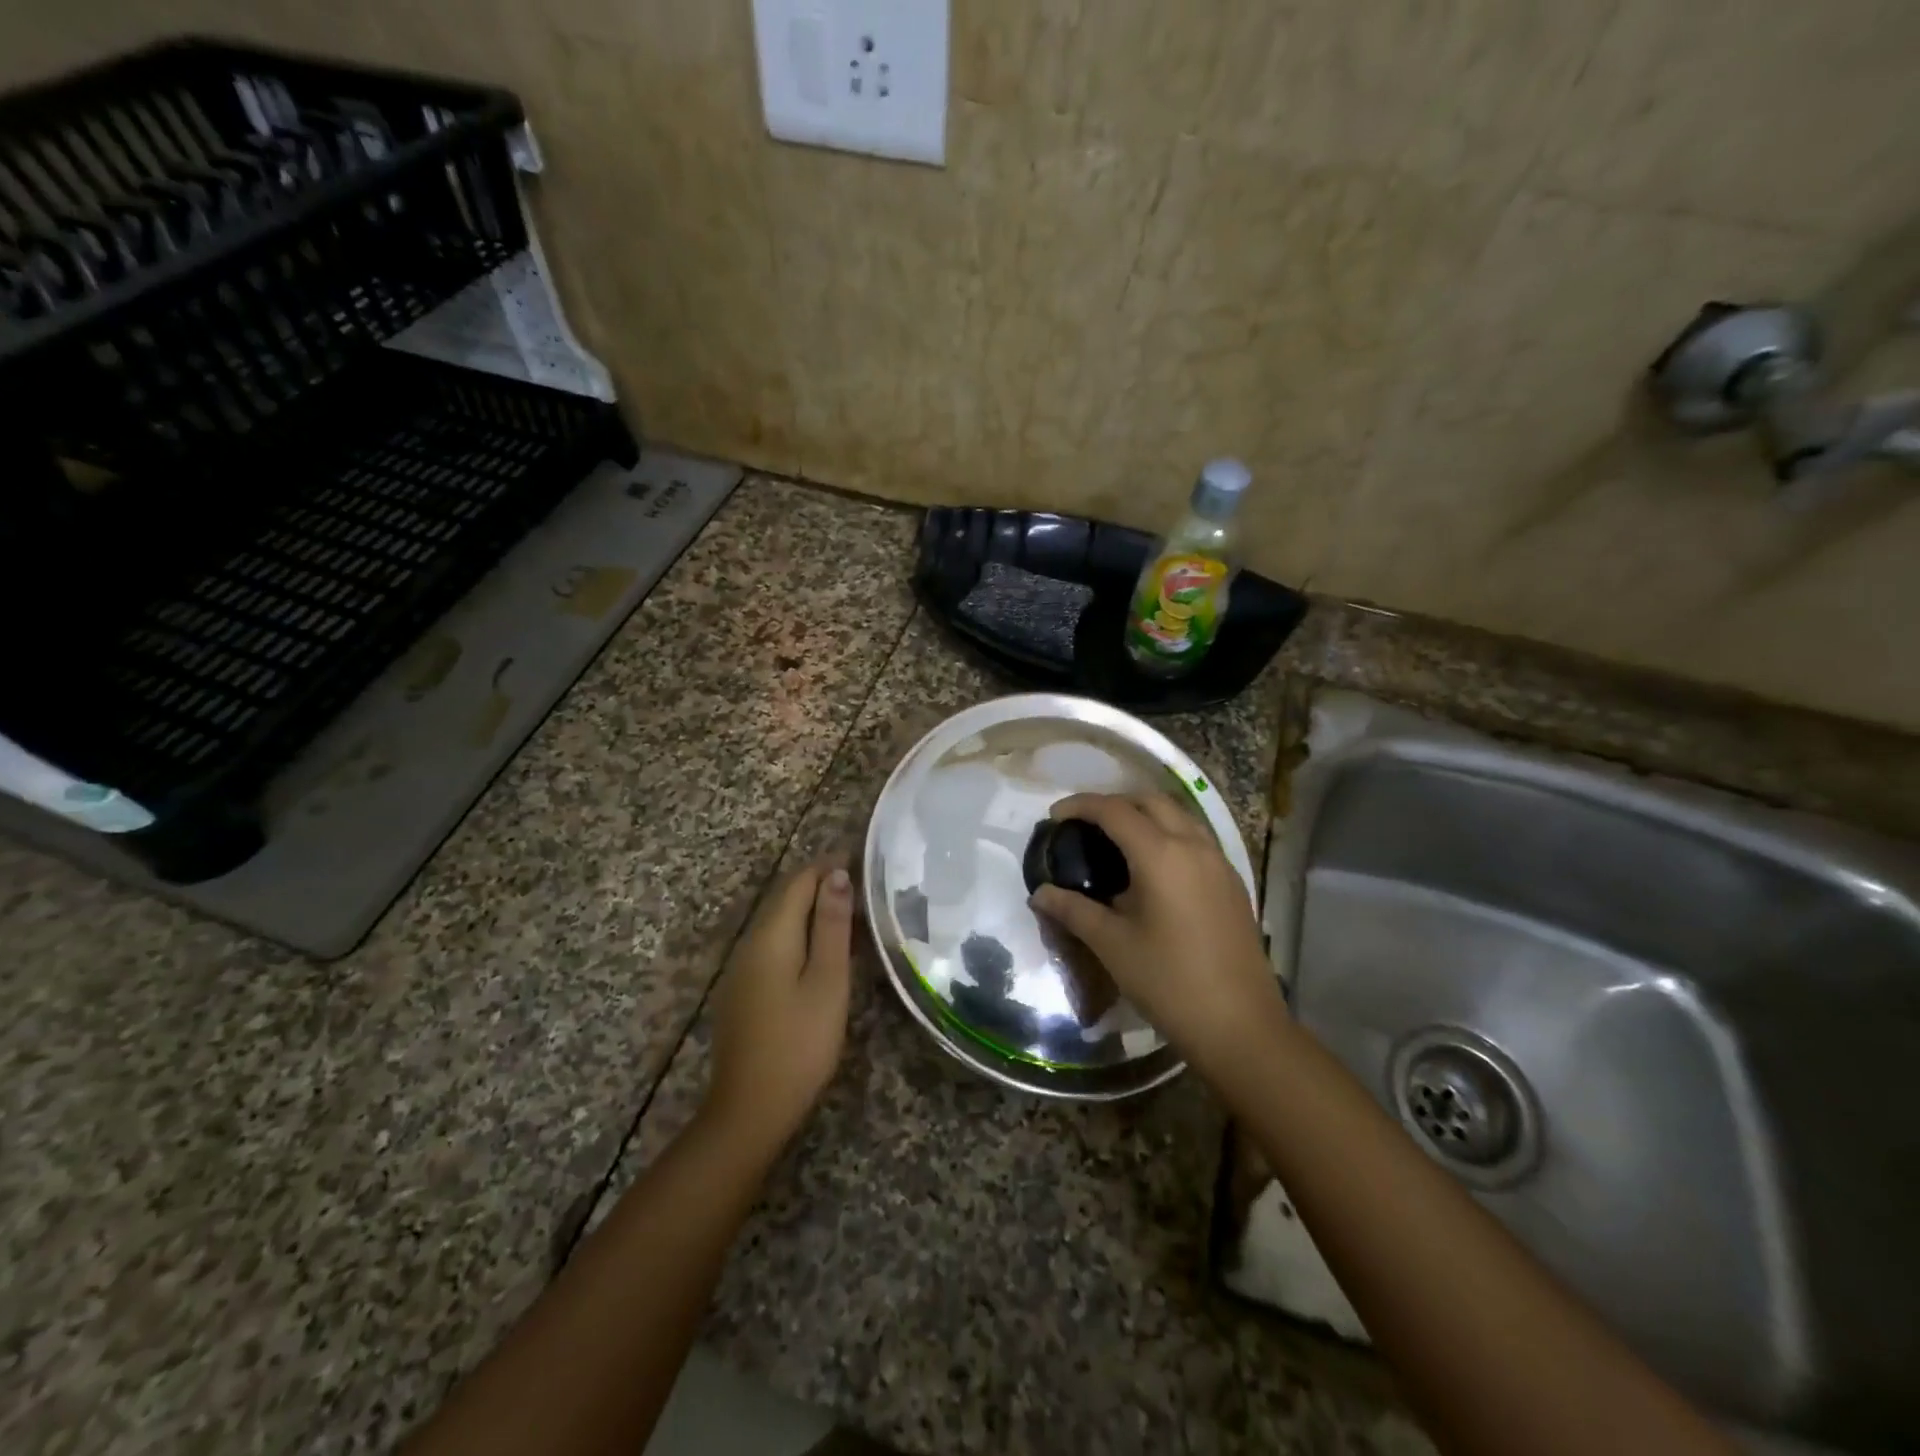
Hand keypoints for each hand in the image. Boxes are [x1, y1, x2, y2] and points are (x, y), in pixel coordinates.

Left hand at [705, 858, 853, 1154]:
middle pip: (785, 898)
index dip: (829, 865)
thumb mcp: (827, 982)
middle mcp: (751, 943)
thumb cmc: (799, 1043)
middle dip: (821, 883)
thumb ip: (832, 926)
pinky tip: (824, 950)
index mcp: (771, 935)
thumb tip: (836, 874)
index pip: (799, 881)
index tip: (863, 859)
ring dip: (813, 910)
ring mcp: (743, 968)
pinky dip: (801, 934)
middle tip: (864, 884)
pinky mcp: (744, 990)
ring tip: (853, 913)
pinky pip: (774, 945)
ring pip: (780, 922)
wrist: (750, 1110)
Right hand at [1030, 793, 1283, 1075]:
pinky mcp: (1232, 882)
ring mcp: (1219, 862)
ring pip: (1179, 816)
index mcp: (1161, 855)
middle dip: (1115, 802)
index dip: (1081, 805)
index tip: (1055, 816)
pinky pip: (1196, 838)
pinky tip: (1152, 867)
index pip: (1115, 810)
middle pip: (1151, 801)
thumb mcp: (1112, 945)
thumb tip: (1041, 894)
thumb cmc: (1168, 982)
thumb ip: (1073, 911)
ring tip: (1116, 839)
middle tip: (1085, 823)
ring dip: (1145, 814)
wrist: (1240, 1026)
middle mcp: (1194, 846)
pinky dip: (1168, 834)